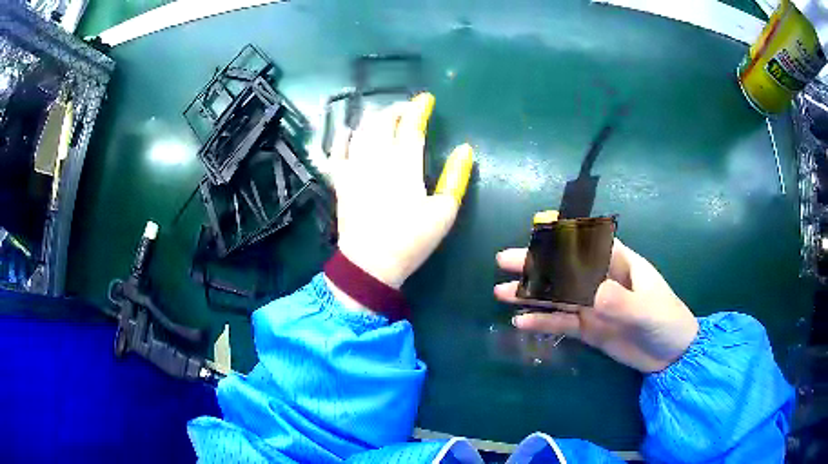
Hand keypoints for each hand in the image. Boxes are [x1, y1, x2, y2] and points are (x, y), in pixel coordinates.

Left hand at [328, 93, 472, 291]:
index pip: (412, 127)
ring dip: (373, 119)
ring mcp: (355, 169)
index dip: (419, 109)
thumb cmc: (411, 239)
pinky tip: (348, 132)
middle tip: (406, 109)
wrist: (371, 264)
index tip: (426, 99)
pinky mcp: (341, 182)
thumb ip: (456, 178)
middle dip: (395, 110)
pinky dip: (342, 138)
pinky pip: (337, 152)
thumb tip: (465, 149)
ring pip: (361, 132)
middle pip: (382, 123)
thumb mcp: (444, 212)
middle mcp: (377, 160)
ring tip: (383, 117)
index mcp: (405, 166)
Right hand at [494, 238, 698, 372]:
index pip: (588, 240)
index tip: (537, 222)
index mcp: (620, 264)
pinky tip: (521, 322)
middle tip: (503, 261)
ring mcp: (593, 306)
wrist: (671, 356)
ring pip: (558, 296)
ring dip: (531, 293)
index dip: (564, 229)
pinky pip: (562, 324)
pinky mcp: (589, 329)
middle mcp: (601, 281)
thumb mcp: (647, 310)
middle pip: (564, 267)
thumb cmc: (667, 322)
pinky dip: (542, 322)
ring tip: (501, 293)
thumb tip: (589, 292)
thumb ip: (620, 300)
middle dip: (536, 262)